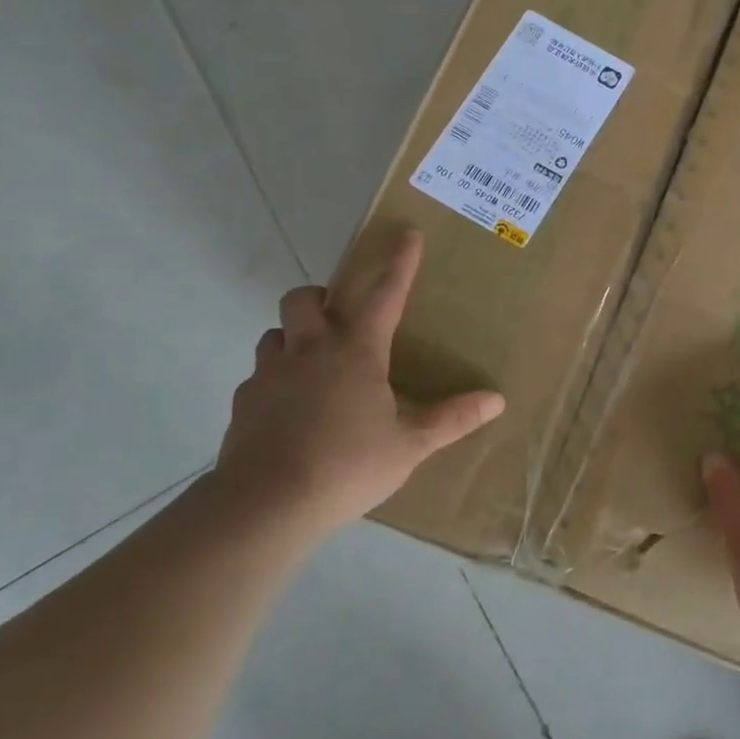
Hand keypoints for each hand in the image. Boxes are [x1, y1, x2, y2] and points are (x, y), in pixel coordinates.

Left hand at [211, 229, 504, 544]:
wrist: (266, 505)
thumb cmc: (347, 466)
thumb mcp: (409, 446)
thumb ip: (451, 419)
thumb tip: (497, 400)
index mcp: (356, 352)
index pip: (385, 295)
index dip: (399, 263)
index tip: (406, 233)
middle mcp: (310, 351)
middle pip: (303, 299)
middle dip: (319, 297)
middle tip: (336, 318)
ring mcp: (270, 375)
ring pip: (274, 333)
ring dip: (292, 337)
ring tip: (310, 363)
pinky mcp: (243, 403)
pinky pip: (257, 376)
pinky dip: (273, 380)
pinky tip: (286, 409)